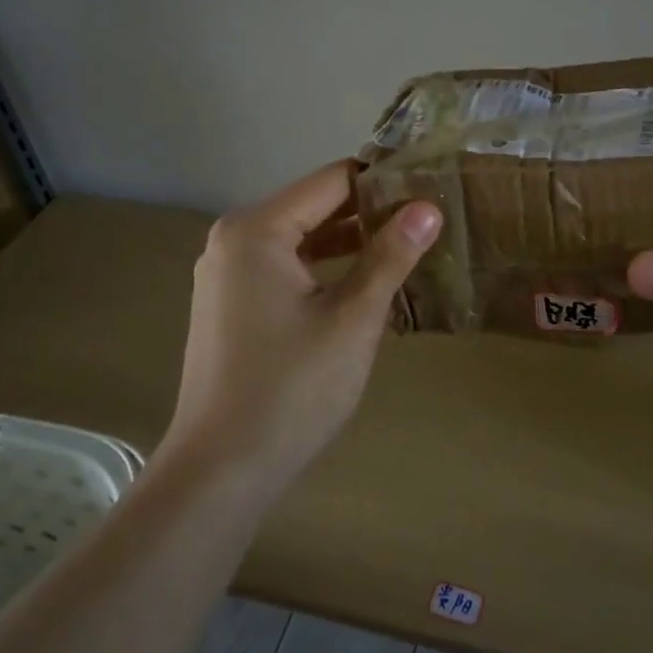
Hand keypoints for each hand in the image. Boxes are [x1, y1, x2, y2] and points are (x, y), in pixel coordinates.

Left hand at [158, 160, 440, 497]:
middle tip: (430, 222)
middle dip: (371, 212)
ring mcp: (228, 271)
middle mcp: (235, 238)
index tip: (432, 192)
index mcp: (257, 229)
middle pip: (316, 205)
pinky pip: (287, 266)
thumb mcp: (354, 319)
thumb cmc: (292, 390)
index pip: (333, 180)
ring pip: (303, 237)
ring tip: (409, 248)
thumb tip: (428, 207)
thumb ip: (391, 256)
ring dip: (351, 241)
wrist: (220, 472)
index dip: (385, 182)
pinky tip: (366, 283)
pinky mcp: (232, 302)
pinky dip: (325, 268)